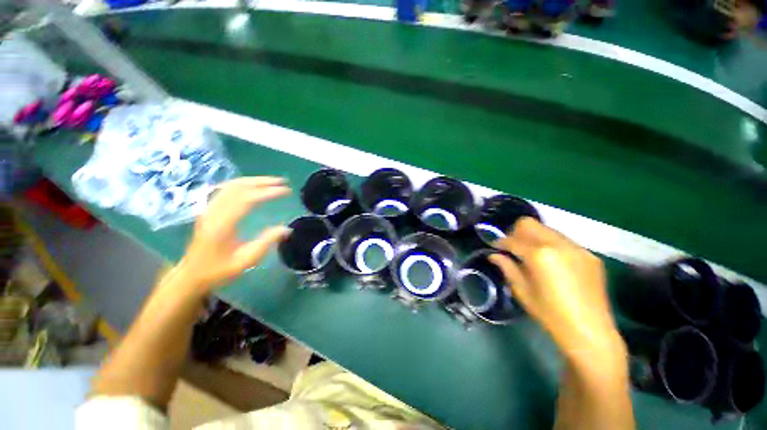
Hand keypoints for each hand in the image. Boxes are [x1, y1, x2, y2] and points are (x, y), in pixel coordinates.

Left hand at [178, 177, 290, 292]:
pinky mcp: (207, 209)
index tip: (286, 190)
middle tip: (282, 182)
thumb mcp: (246, 260)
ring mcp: (208, 209)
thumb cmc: (219, 269)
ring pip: (230, 185)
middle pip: (238, 187)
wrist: (191, 274)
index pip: (246, 199)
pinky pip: (224, 189)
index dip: (267, 192)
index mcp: (222, 225)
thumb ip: (266, 242)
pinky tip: (251, 185)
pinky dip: (241, 184)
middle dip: (262, 182)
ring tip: (271, 181)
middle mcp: (213, 212)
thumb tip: (287, 228)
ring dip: (253, 180)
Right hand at [490, 218, 624, 362]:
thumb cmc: (550, 313)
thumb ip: (507, 267)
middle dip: (516, 232)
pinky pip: (564, 241)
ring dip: (534, 237)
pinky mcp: (590, 255)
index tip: (495, 247)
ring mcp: (577, 248)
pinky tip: (553, 263)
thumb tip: (494, 255)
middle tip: (513, 247)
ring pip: (547, 230)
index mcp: (539, 255)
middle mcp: (558, 244)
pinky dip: (552, 246)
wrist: (590, 331)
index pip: (512, 239)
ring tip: (532, 254)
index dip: (500, 242)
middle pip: (529, 224)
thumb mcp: (522, 291)